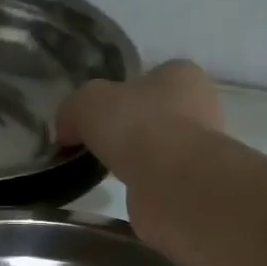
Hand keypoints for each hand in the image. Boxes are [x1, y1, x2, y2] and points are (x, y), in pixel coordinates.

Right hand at [57, 60, 220, 172]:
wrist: (173, 183)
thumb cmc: (137, 126)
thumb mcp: (87, 103)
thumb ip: (72, 110)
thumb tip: (67, 130)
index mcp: (181, 75)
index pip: (147, 78)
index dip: (118, 95)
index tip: (94, 117)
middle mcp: (199, 106)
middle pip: (152, 114)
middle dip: (126, 129)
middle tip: (94, 145)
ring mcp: (199, 147)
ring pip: (156, 148)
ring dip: (132, 159)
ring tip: (103, 171)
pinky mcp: (193, 183)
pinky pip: (158, 178)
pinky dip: (139, 184)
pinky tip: (121, 191)